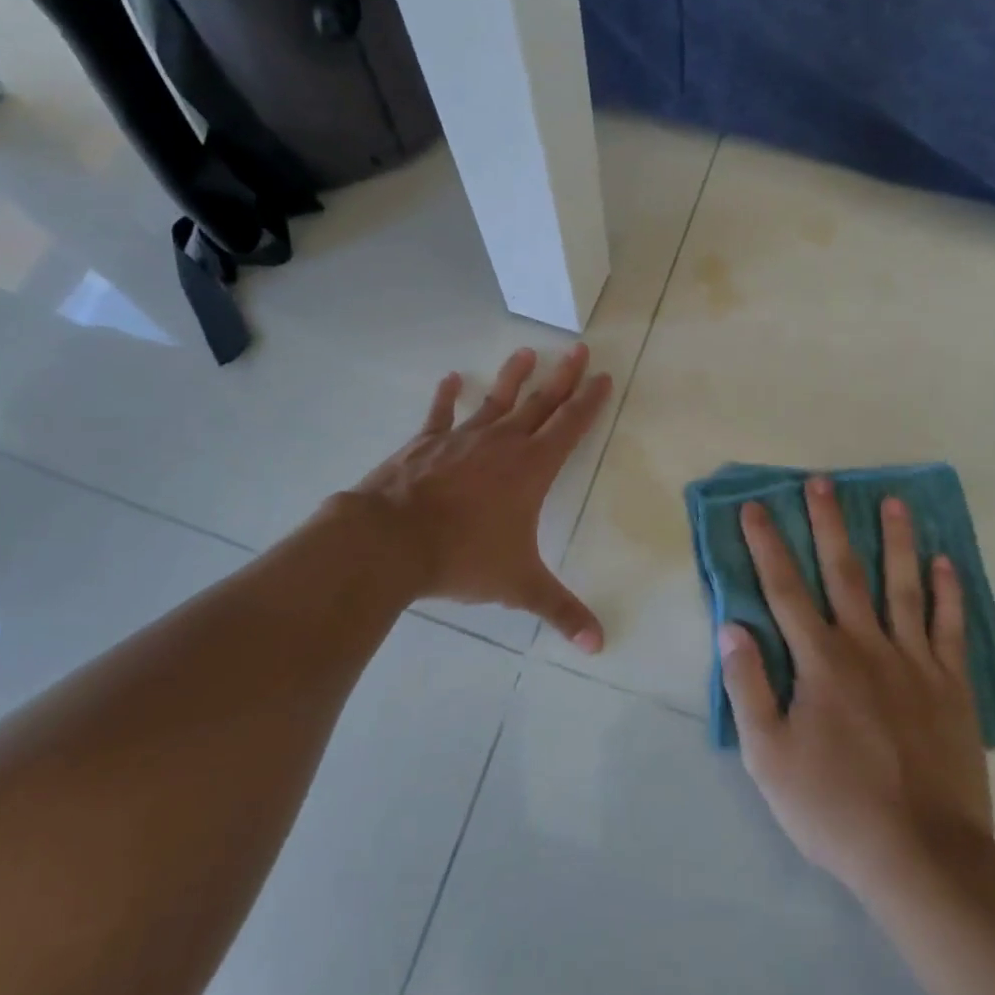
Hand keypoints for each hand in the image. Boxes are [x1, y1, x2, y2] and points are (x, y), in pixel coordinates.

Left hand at [350, 345, 611, 650]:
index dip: (589, 401)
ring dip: (513, 376)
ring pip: (495, 401)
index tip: (603, 376)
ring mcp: (461, 438)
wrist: (391, 541)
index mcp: (531, 469)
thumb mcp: (518, 585)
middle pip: (540, 403)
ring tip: (526, 352)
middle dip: (563, 376)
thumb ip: (560, 611)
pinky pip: (440, 414)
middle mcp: (502, 444)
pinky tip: (450, 378)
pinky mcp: (425, 443)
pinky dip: (445, 396)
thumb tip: (599, 646)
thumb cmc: (462, 557)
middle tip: (579, 348)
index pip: (570, 426)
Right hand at [719, 476, 993, 894]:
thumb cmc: (835, 808)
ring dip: (896, 540)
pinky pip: (950, 628)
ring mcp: (915, 663)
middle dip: (828, 523)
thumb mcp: (769, 756)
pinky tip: (947, 563)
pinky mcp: (952, 687)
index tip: (755, 506)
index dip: (767, 544)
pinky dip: (948, 593)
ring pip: (903, 587)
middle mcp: (866, 647)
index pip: (785, 588)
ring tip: (894, 501)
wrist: (924, 859)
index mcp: (820, 661)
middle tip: (822, 482)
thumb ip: (748, 687)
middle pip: (843, 572)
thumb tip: (731, 626)